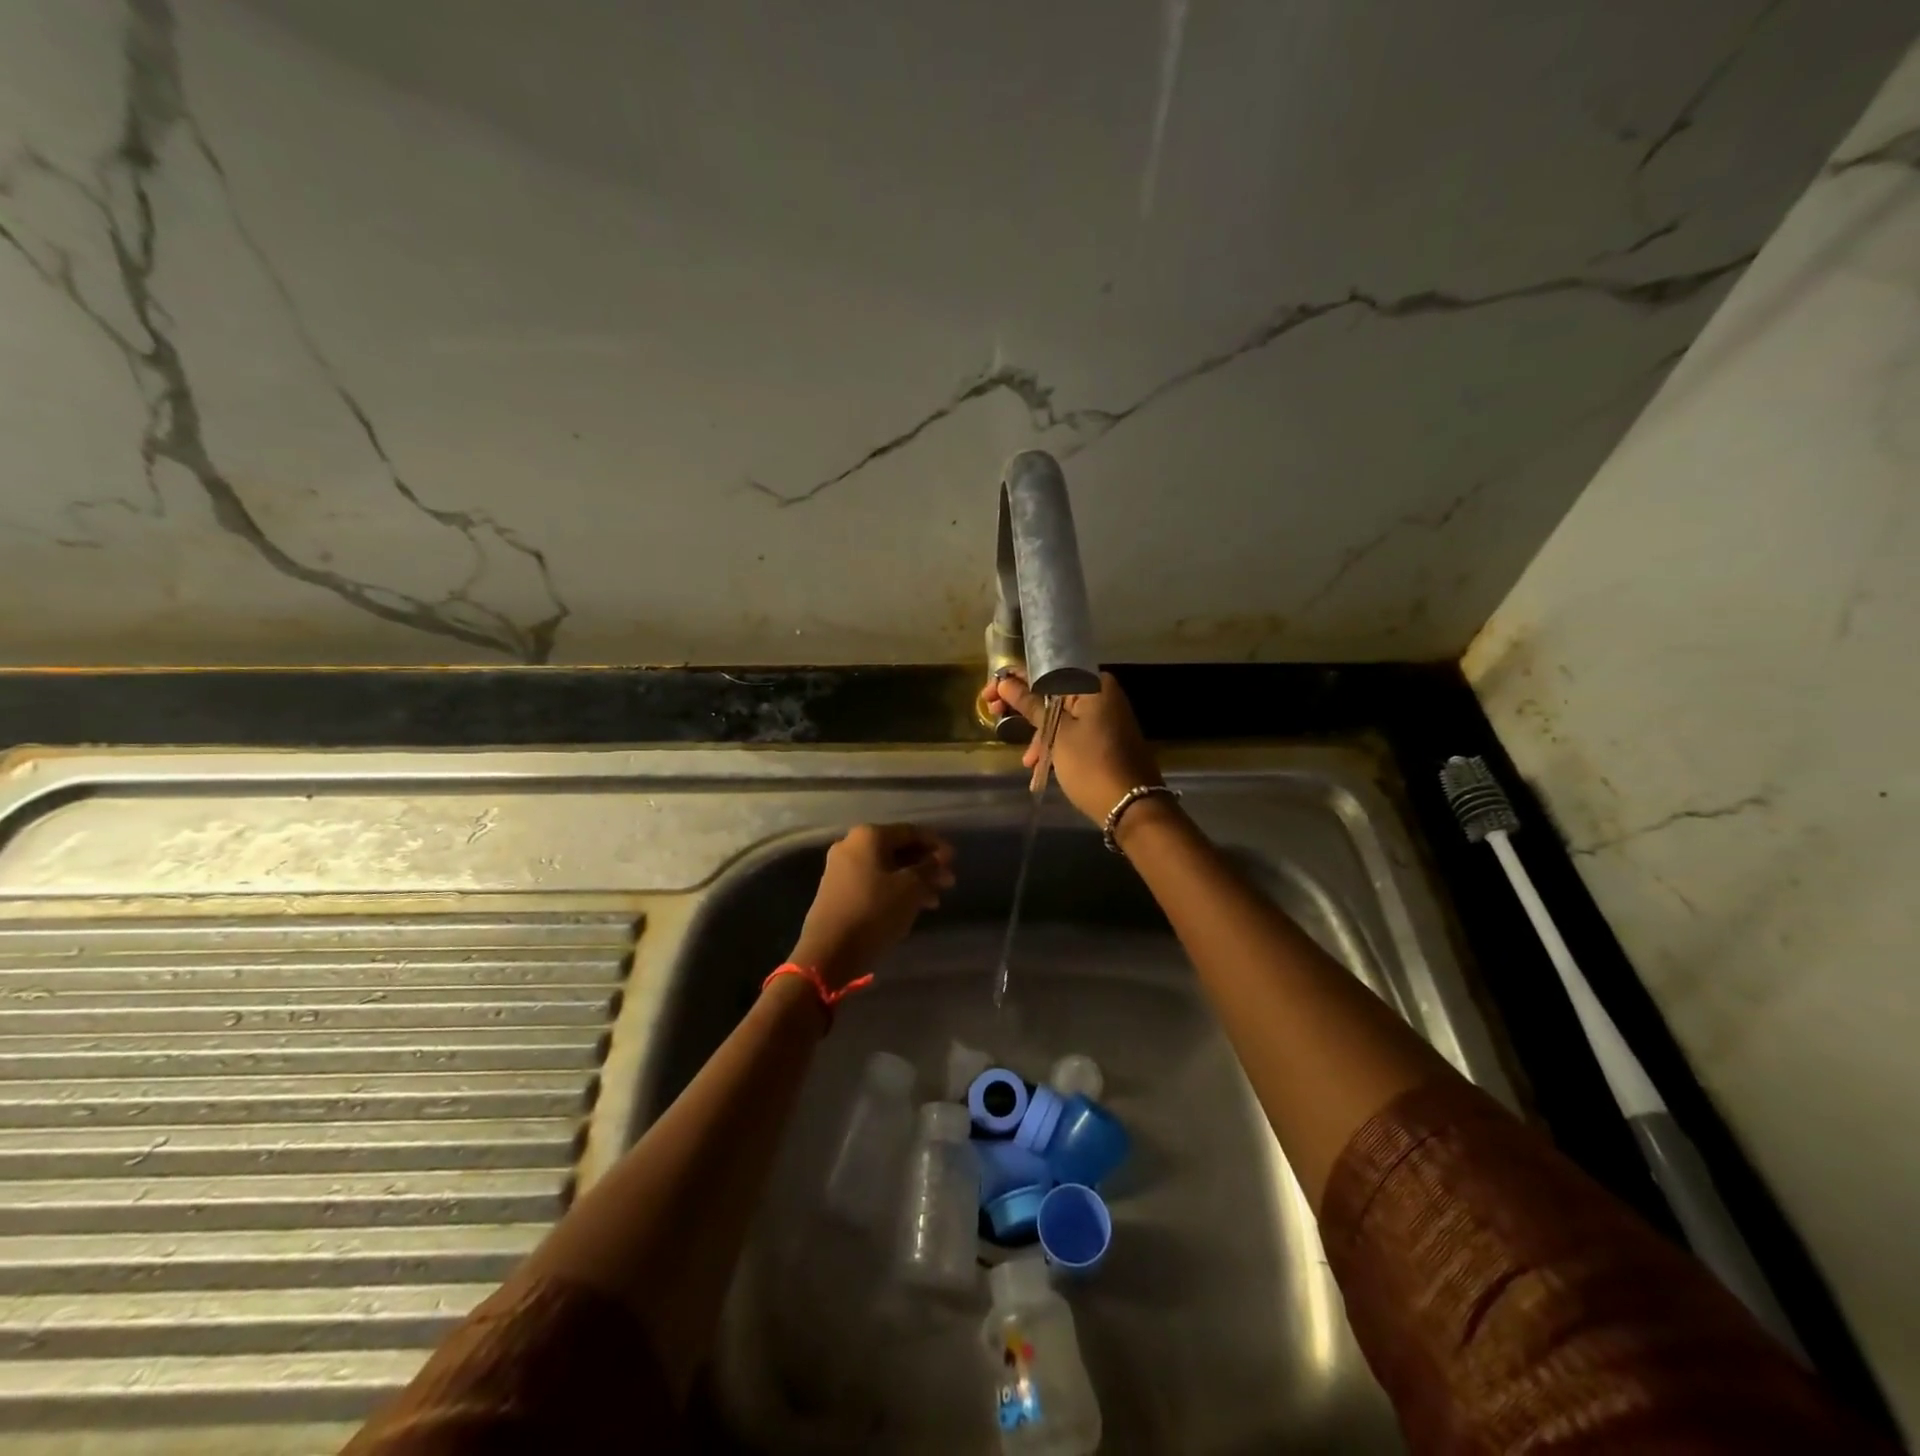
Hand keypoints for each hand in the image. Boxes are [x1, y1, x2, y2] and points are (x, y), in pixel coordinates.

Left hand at [791, 824, 955, 988]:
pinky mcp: (837, 892)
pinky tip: (910, 908)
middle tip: (948, 883)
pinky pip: (873, 883)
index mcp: (868, 836)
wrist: (828, 952)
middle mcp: (851, 845)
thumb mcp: (911, 889)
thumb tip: (939, 860)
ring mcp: (841, 869)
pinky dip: (894, 891)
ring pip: (886, 869)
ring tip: (934, 902)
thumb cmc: (874, 912)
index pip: (910, 832)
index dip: (936, 845)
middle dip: (925, 866)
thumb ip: (929, 869)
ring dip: (913, 881)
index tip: (955, 861)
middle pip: (897, 850)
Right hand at [985, 671, 1163, 826]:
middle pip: (1053, 692)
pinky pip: (1073, 733)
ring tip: (1027, 762)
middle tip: (994, 715)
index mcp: (1094, 685)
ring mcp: (1106, 717)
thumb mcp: (1056, 735)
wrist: (1132, 808)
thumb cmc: (1091, 765)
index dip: (1014, 679)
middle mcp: (1102, 694)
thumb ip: (1031, 705)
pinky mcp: (1106, 739)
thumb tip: (1005, 682)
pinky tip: (1040, 769)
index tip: (989, 694)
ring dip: (1040, 735)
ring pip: (1061, 716)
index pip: (1046, 670)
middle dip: (1024, 708)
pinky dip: (1055, 746)